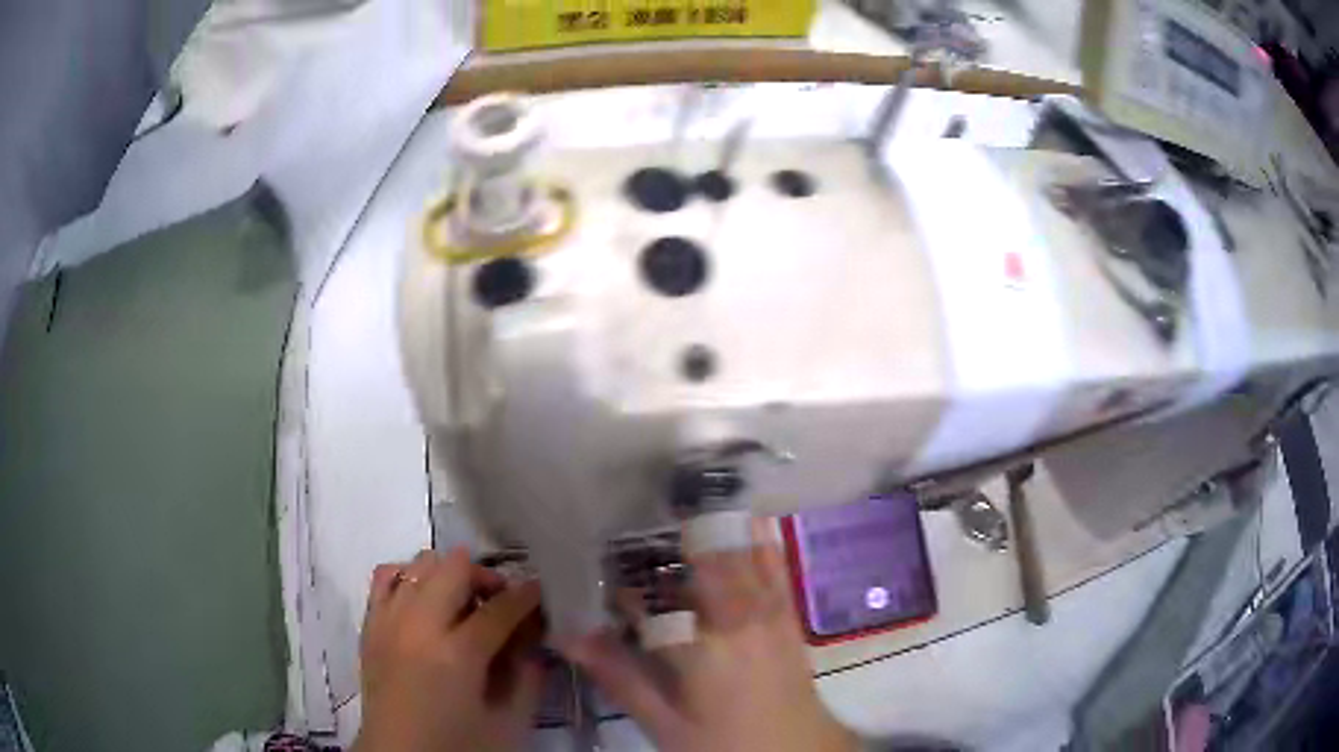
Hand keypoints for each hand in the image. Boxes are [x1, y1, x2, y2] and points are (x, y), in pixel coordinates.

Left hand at [353, 547, 545, 751]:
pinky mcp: (369, 626)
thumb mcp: (509, 724)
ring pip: (418, 564)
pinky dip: (408, 577)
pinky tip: (423, 600)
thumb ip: (527, 679)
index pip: (499, 608)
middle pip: (453, 568)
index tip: (542, 591)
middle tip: (501, 601)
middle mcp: (418, 626)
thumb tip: (533, 641)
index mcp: (457, 655)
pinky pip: (384, 578)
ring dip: (448, 575)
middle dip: (485, 577)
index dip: (527, 596)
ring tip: (462, 603)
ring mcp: (388, 621)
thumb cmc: (458, 746)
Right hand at [561, 519, 856, 751]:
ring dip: (714, 522)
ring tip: (685, 491)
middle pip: (700, 561)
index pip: (648, 603)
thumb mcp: (666, 723)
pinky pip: (776, 567)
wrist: (796, 750)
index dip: (620, 587)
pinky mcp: (788, 615)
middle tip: (638, 504)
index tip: (597, 573)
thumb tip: (571, 639)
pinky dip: (761, 538)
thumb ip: (620, 679)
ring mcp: (768, 613)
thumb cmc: (726, 742)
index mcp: (699, 649)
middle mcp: (736, 619)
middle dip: (670, 530)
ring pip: (740, 555)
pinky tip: (750, 514)